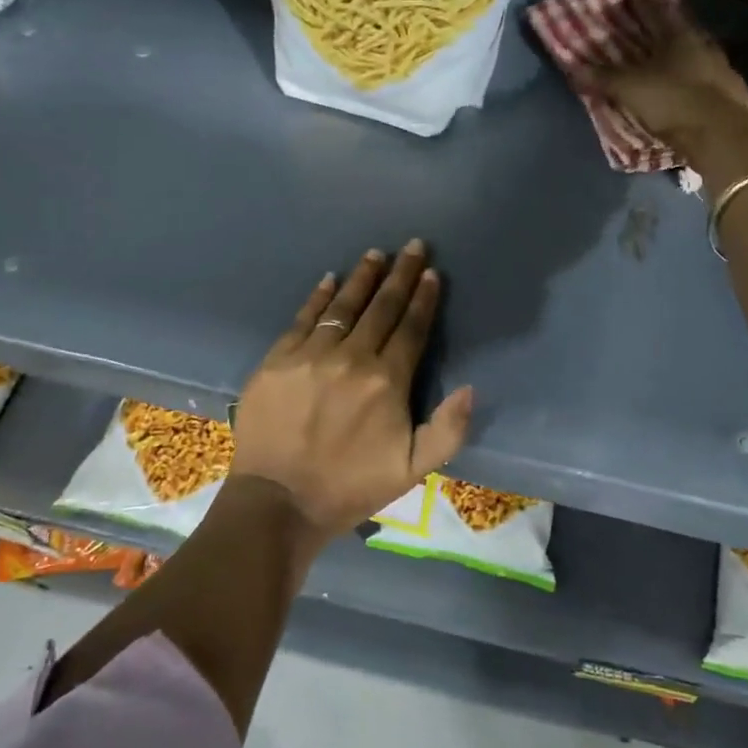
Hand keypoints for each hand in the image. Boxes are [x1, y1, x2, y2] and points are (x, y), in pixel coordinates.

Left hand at [229, 239, 474, 539]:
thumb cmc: (351, 486)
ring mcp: (311, 355)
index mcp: (387, 381)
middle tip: (412, 245)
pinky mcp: (278, 359)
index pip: (411, 328)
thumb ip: (448, 429)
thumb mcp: (413, 470)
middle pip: (381, 307)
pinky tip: (329, 279)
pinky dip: (318, 296)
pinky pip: (303, 318)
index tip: (431, 273)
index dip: (423, 298)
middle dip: (400, 274)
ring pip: (343, 305)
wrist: (279, 502)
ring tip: (375, 255)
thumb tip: (469, 387)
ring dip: (362, 278)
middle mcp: (351, 358)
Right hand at [581, 0, 747, 158]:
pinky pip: (701, 76)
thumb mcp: (629, 89)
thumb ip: (603, 77)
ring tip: (661, 58)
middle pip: (677, 29)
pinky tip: (681, 84)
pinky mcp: (727, 91)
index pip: (655, 12)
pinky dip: (688, 76)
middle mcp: (700, 44)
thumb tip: (573, 67)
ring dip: (677, 52)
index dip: (640, 5)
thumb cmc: (672, 100)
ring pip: (692, 52)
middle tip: (644, 27)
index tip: (629, 0)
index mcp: (677, 35)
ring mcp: (718, 67)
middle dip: (660, 27)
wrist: (720, 134)